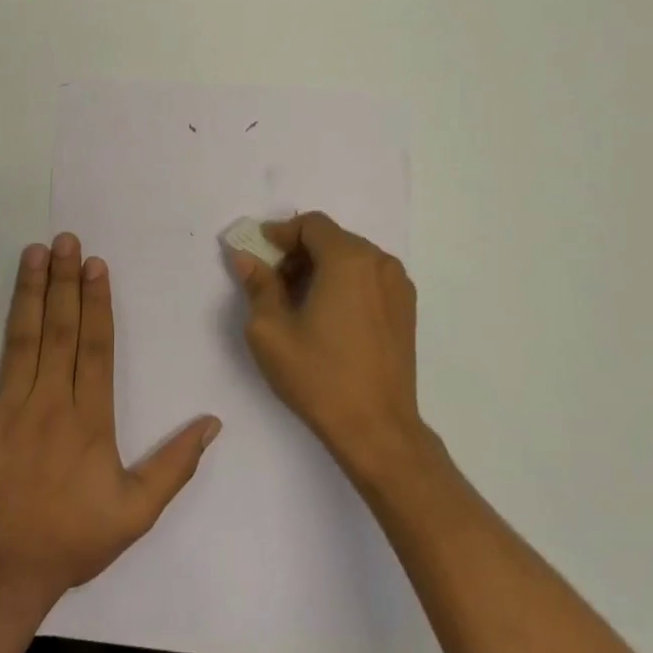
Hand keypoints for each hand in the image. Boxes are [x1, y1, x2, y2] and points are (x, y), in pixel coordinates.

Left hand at [0, 234, 221, 610]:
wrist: (0, 577)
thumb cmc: (71, 540)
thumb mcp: (137, 512)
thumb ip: (175, 465)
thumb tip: (213, 423)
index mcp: (89, 419)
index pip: (96, 347)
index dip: (97, 302)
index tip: (96, 264)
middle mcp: (50, 403)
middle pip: (60, 330)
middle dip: (65, 281)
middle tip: (65, 239)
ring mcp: (7, 409)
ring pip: (21, 339)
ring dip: (28, 292)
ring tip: (33, 252)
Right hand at [228, 212, 426, 481]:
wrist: (377, 428)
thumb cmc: (319, 376)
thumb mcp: (271, 330)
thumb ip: (258, 285)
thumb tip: (246, 257)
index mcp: (349, 259)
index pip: (311, 224)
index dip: (281, 233)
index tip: (258, 253)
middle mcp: (380, 262)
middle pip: (332, 238)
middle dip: (299, 251)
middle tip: (272, 280)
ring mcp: (398, 285)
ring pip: (352, 258)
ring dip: (322, 267)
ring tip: (297, 301)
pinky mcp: (406, 309)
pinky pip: (369, 278)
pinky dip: (344, 282)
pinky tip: (327, 315)